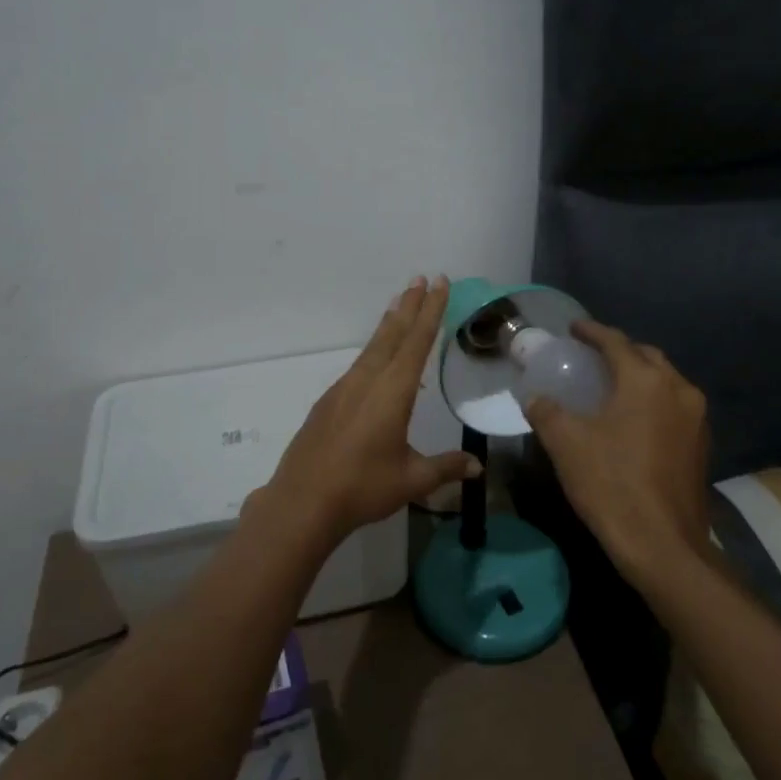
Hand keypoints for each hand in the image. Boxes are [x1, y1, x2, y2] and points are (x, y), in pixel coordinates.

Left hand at [262, 275, 481, 541]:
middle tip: (420, 278)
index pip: (417, 342)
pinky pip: (358, 365)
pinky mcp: (329, 402)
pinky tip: (377, 360)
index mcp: (392, 392)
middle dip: (409, 306)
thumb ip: (445, 468)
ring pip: (372, 347)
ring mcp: (344, 389)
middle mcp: (367, 381)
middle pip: (392, 335)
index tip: (438, 283)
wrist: (303, 501)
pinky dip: (374, 350)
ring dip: (389, 324)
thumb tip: (477, 466)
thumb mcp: (412, 479)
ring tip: (399, 304)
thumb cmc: (363, 487)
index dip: (431, 311)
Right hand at [524, 321, 710, 586]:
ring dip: (639, 376)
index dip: (592, 332)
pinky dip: (652, 401)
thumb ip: (547, 411)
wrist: (663, 544)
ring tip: (612, 386)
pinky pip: (674, 407)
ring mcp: (696, 419)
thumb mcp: (566, 444)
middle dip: (620, 351)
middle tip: (591, 357)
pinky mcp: (702, 445)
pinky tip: (633, 419)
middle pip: (646, 356)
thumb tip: (534, 397)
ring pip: (665, 382)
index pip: (616, 342)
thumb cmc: (611, 484)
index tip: (573, 328)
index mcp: (646, 381)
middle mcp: (678, 390)